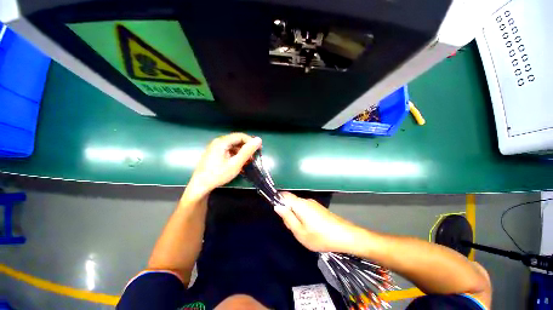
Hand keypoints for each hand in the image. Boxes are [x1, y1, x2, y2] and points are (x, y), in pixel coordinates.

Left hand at [183, 133, 261, 201]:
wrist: (200, 186)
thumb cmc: (218, 174)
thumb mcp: (236, 163)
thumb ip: (247, 151)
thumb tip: (258, 139)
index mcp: (222, 142)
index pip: (241, 136)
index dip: (251, 141)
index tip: (258, 150)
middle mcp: (218, 142)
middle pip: (236, 141)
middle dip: (246, 148)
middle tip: (253, 158)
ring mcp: (215, 148)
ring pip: (233, 146)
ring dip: (241, 153)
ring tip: (247, 162)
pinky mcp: (215, 154)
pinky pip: (228, 151)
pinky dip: (235, 156)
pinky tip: (239, 163)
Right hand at [274, 192, 361, 252]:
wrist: (346, 236)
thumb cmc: (320, 236)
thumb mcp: (300, 232)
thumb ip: (287, 218)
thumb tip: (277, 206)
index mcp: (300, 204)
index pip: (285, 195)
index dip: (278, 200)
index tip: (278, 212)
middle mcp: (306, 200)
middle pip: (291, 202)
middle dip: (288, 212)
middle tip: (292, 228)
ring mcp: (314, 204)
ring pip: (298, 206)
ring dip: (296, 216)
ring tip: (302, 231)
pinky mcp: (319, 209)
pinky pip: (306, 209)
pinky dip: (303, 217)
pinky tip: (310, 229)